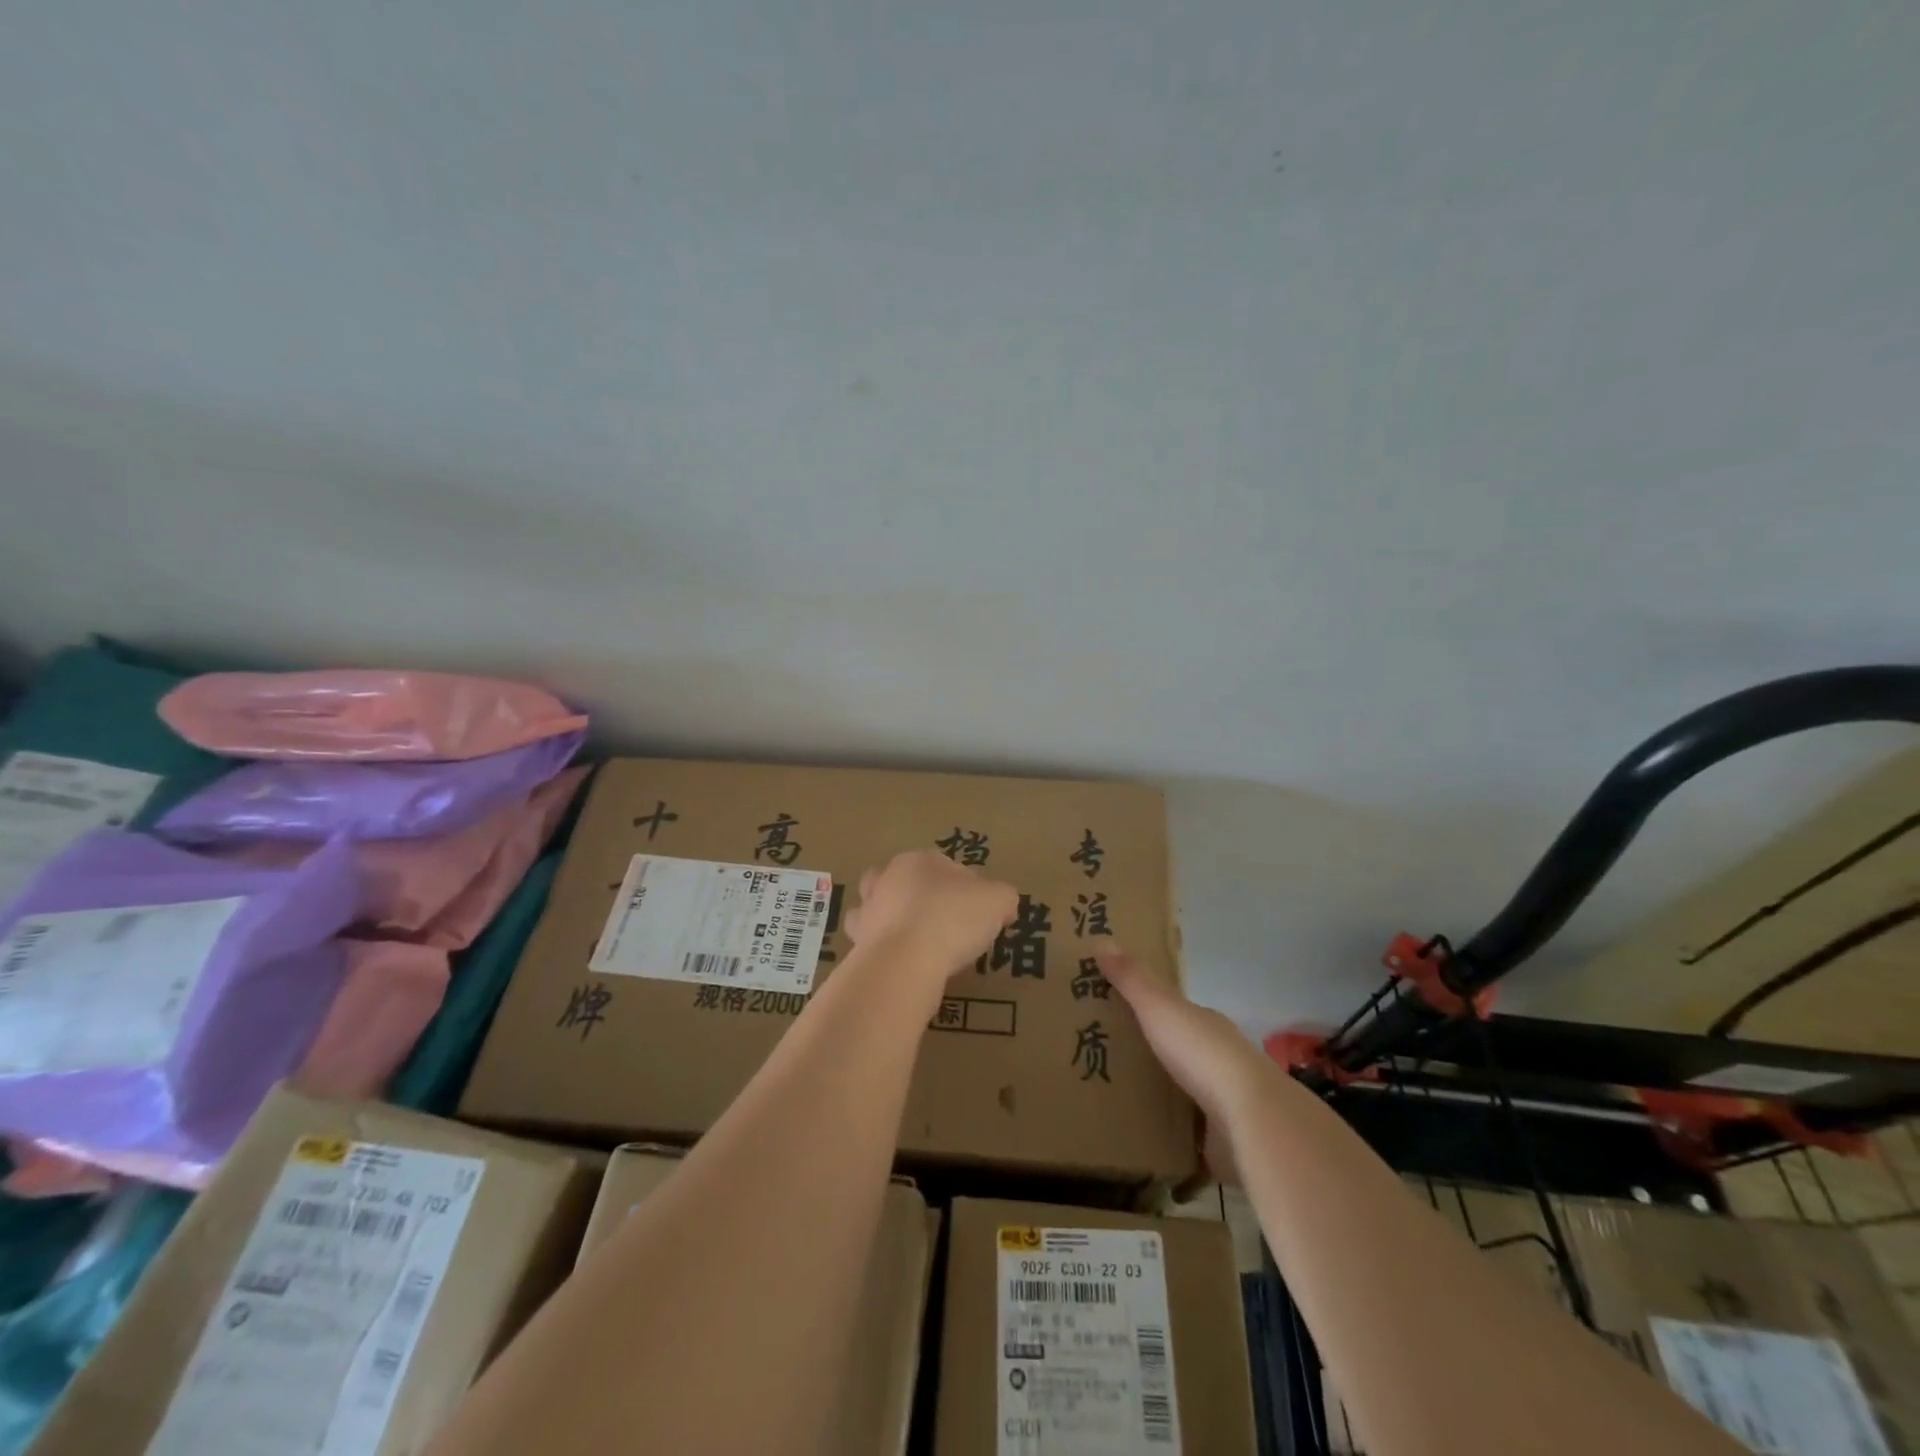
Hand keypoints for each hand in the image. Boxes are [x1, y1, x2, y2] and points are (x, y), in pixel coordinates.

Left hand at [844, 849, 1018, 988]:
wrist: (904, 960)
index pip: (944, 866)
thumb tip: (1003, 906)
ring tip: (918, 944)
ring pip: (878, 910)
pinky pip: (873, 946)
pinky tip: (904, 966)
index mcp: (918, 861)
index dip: (964, 886)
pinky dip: (886, 952)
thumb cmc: (952, 917)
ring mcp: (867, 913)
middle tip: (943, 922)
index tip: (978, 910)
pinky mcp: (858, 946)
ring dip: (892, 922)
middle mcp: (886, 880)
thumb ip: (1003, 897)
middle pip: (902, 882)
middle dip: (917, 896)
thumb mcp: (997, 900)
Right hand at [1095, 941, 1278, 1179]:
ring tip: (1115, 1100)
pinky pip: (1188, 1133)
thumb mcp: (1159, 1007)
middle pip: (1178, 1051)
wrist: (1250, 1119)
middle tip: (1103, 1057)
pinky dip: (1170, 1134)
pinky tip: (1143, 1138)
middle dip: (1149, 1053)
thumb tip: (1101, 938)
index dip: (1146, 1008)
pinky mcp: (1222, 1140)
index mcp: (1204, 1024)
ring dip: (1160, 1094)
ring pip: (1184, 1092)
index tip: (1113, 1011)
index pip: (1174, 1011)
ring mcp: (1223, 1101)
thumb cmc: (1202, 1053)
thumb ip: (1132, 979)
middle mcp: (1218, 1058)